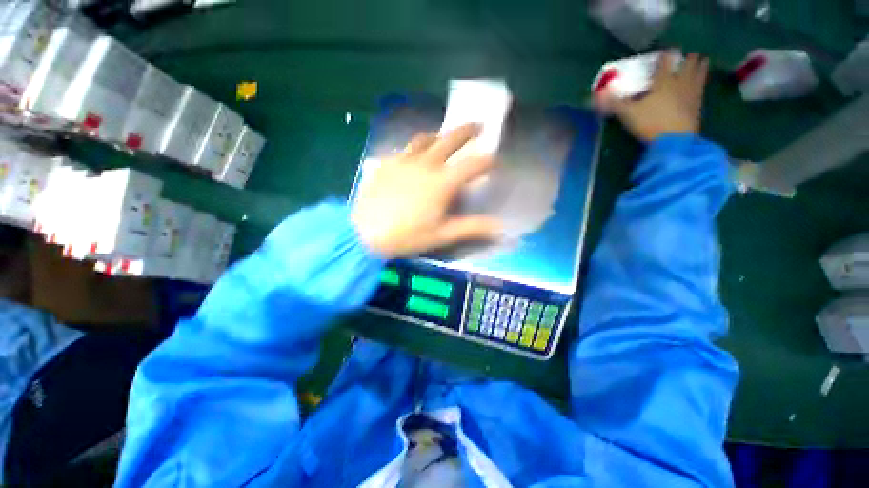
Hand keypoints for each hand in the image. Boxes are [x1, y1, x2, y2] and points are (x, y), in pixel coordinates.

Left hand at [351, 124, 501, 258]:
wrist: (364, 233)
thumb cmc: (407, 236)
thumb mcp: (442, 235)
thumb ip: (472, 227)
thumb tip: (500, 228)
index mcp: (442, 182)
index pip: (473, 164)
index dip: (488, 160)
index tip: (496, 160)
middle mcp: (426, 164)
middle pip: (450, 140)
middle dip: (468, 131)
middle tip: (478, 125)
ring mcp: (404, 161)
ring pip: (424, 139)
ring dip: (439, 135)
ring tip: (443, 136)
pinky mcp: (386, 163)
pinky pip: (404, 149)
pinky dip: (414, 148)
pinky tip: (413, 155)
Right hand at [598, 53, 709, 141]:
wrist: (675, 141)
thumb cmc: (651, 123)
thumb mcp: (628, 113)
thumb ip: (614, 103)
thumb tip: (596, 95)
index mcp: (663, 81)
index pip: (665, 62)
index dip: (665, 54)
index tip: (666, 49)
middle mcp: (680, 83)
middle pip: (688, 65)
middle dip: (688, 58)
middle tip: (689, 53)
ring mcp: (692, 94)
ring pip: (700, 74)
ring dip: (701, 66)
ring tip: (703, 60)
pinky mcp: (698, 107)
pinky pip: (702, 90)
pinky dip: (703, 84)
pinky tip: (702, 85)